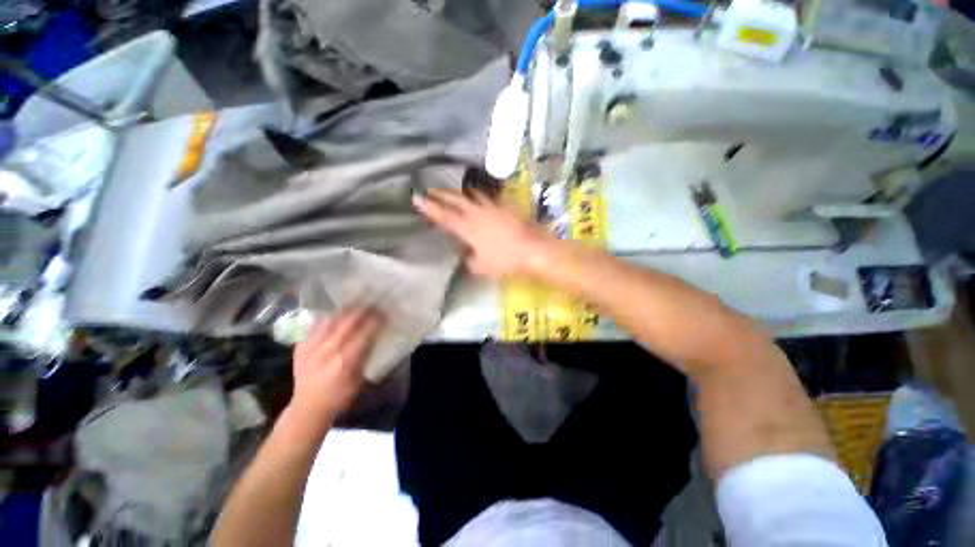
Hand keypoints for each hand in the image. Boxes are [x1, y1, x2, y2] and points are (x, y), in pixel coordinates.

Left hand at [290, 308, 382, 418]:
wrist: (308, 407)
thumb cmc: (340, 395)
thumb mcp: (359, 378)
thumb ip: (365, 354)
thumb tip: (375, 334)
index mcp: (345, 361)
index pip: (363, 333)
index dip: (375, 320)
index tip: (383, 313)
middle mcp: (327, 351)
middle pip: (347, 322)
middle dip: (362, 311)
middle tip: (372, 303)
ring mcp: (311, 347)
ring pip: (330, 319)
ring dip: (345, 311)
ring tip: (355, 305)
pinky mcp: (300, 346)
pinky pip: (316, 324)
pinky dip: (328, 318)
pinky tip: (336, 315)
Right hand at [413, 188, 555, 277]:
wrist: (532, 249)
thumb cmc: (505, 260)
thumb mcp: (481, 267)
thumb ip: (469, 261)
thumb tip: (466, 256)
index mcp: (467, 228)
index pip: (443, 216)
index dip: (428, 208)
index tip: (416, 198)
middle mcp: (476, 214)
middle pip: (455, 199)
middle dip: (440, 194)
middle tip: (430, 189)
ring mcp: (491, 207)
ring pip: (471, 195)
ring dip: (459, 192)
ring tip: (452, 191)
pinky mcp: (504, 206)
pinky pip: (487, 198)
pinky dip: (479, 196)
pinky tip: (479, 197)